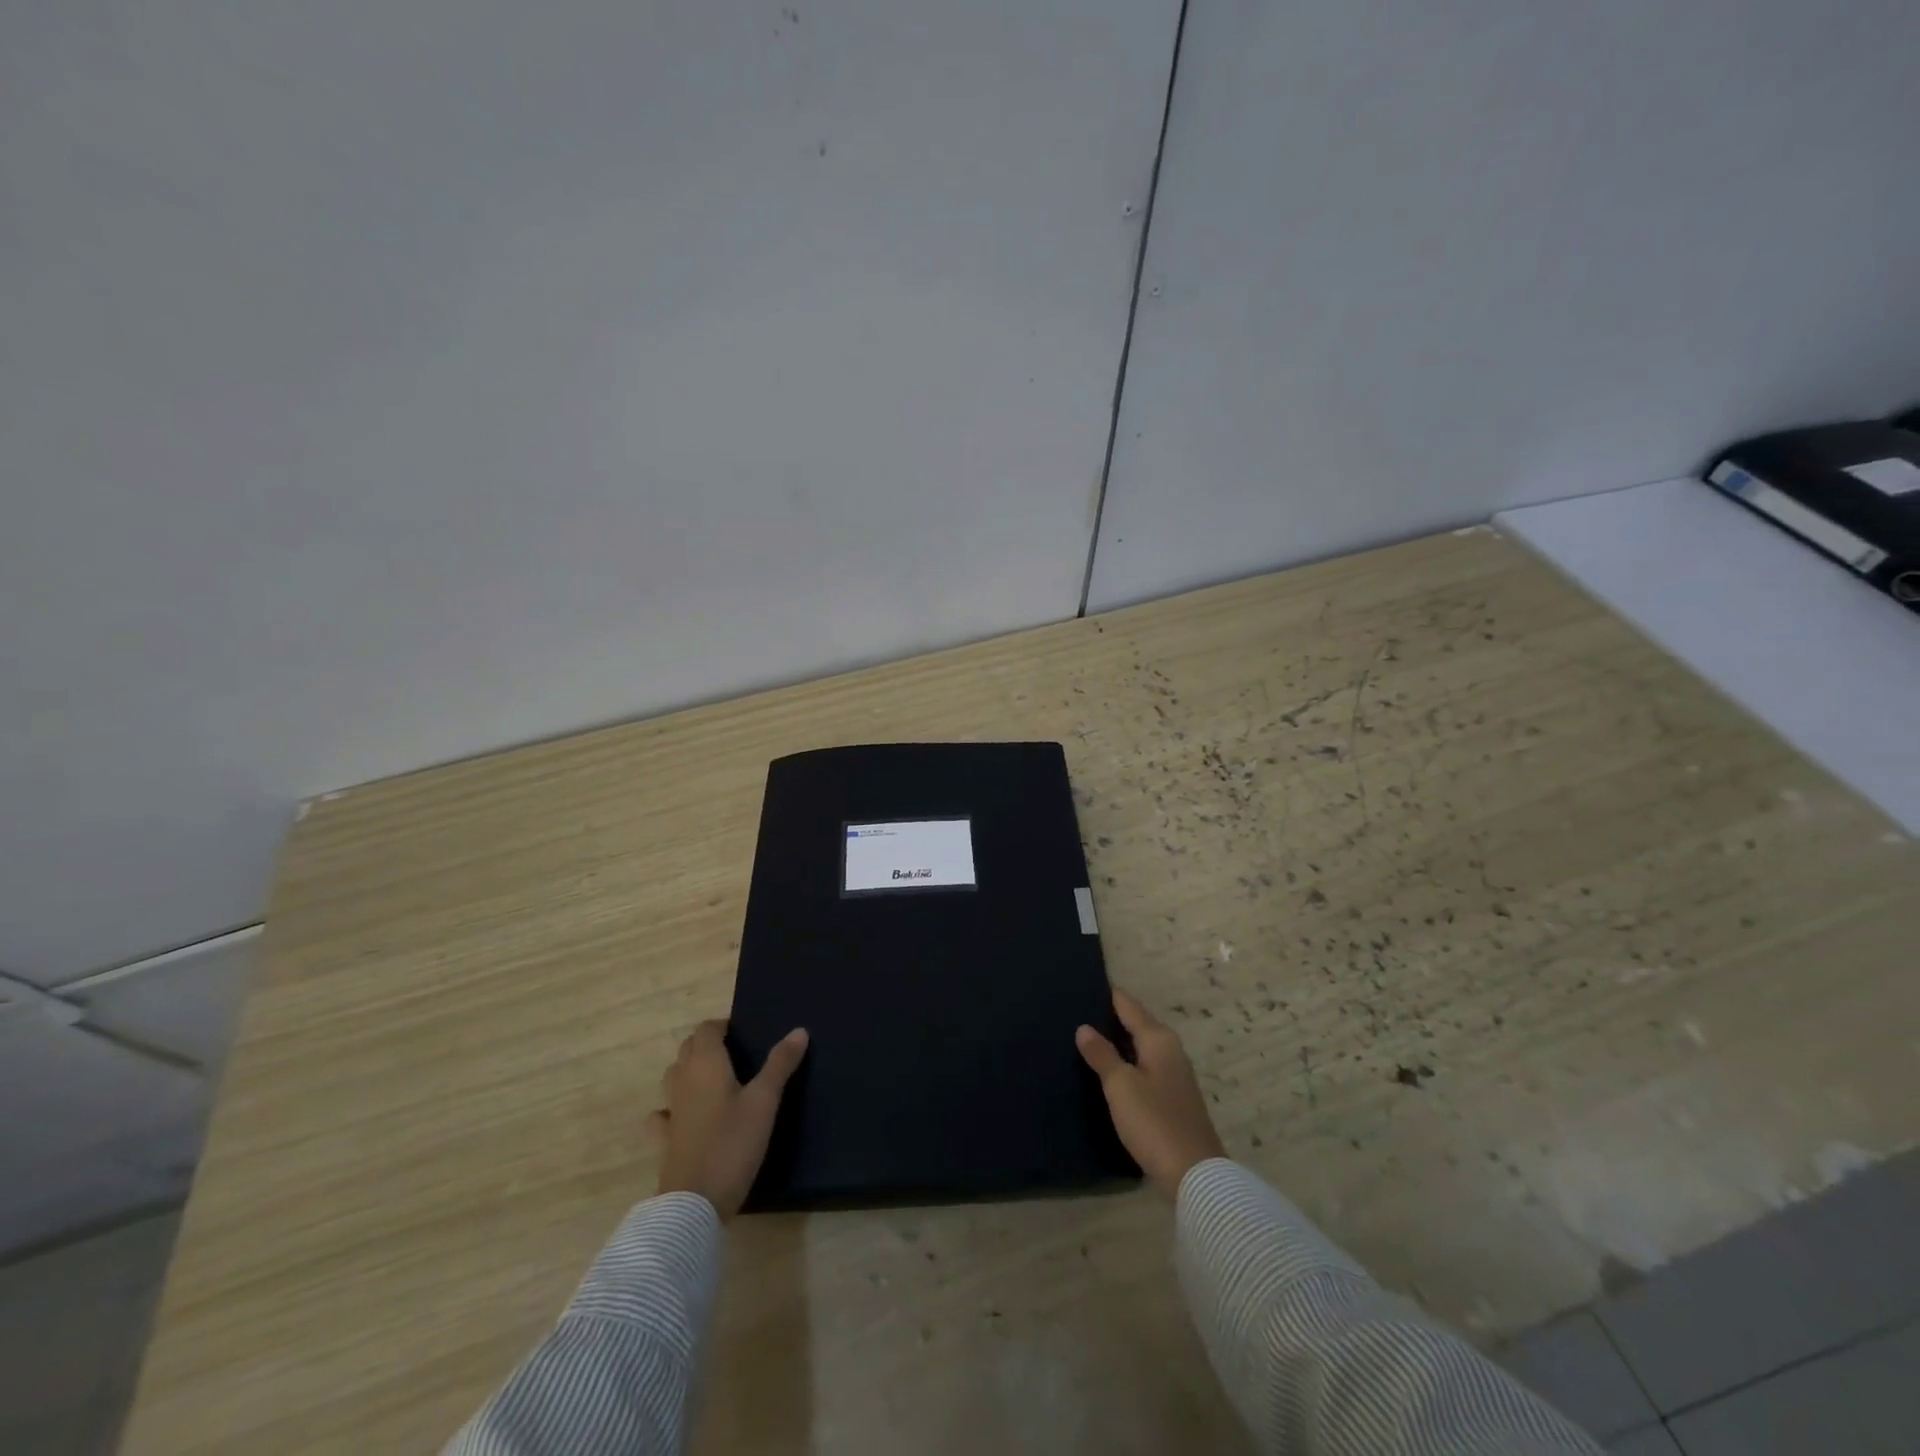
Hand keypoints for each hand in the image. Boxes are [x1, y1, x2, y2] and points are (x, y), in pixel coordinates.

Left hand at [650, 1021, 808, 1218]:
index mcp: (706, 1064)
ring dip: (690, 1069)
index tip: (744, 1032)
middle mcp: (683, 1080)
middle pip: (688, 1048)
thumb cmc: (732, 1144)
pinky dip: (672, 1107)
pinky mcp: (664, 1140)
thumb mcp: (764, 1102)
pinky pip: (663, 1113)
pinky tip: (685, 1115)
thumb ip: (780, 1064)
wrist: (694, 1204)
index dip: (722, 1025)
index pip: (706, 1028)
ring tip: (716, 1078)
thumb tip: (799, 1030)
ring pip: (674, 1076)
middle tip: (736, 1052)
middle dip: (708, 1043)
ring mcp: (670, 1111)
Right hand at [1076, 989, 1225, 1198]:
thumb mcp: (1120, 1086)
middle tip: (1076, 1012)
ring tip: (1086, 1038)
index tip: (1082, 984)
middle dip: (1110, 1018)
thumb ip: (1102, 1054)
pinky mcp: (1173, 1098)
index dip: (1107, 994)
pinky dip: (1127, 1062)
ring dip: (1118, 1042)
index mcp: (1159, 1039)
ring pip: (1140, 1047)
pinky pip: (1144, 1067)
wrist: (1194, 1174)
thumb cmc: (1154, 1121)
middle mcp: (1170, 1050)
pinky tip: (1109, 1071)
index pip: (1128, 1005)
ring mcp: (1175, 1075)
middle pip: (1137, 1024)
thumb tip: (1084, 1027)